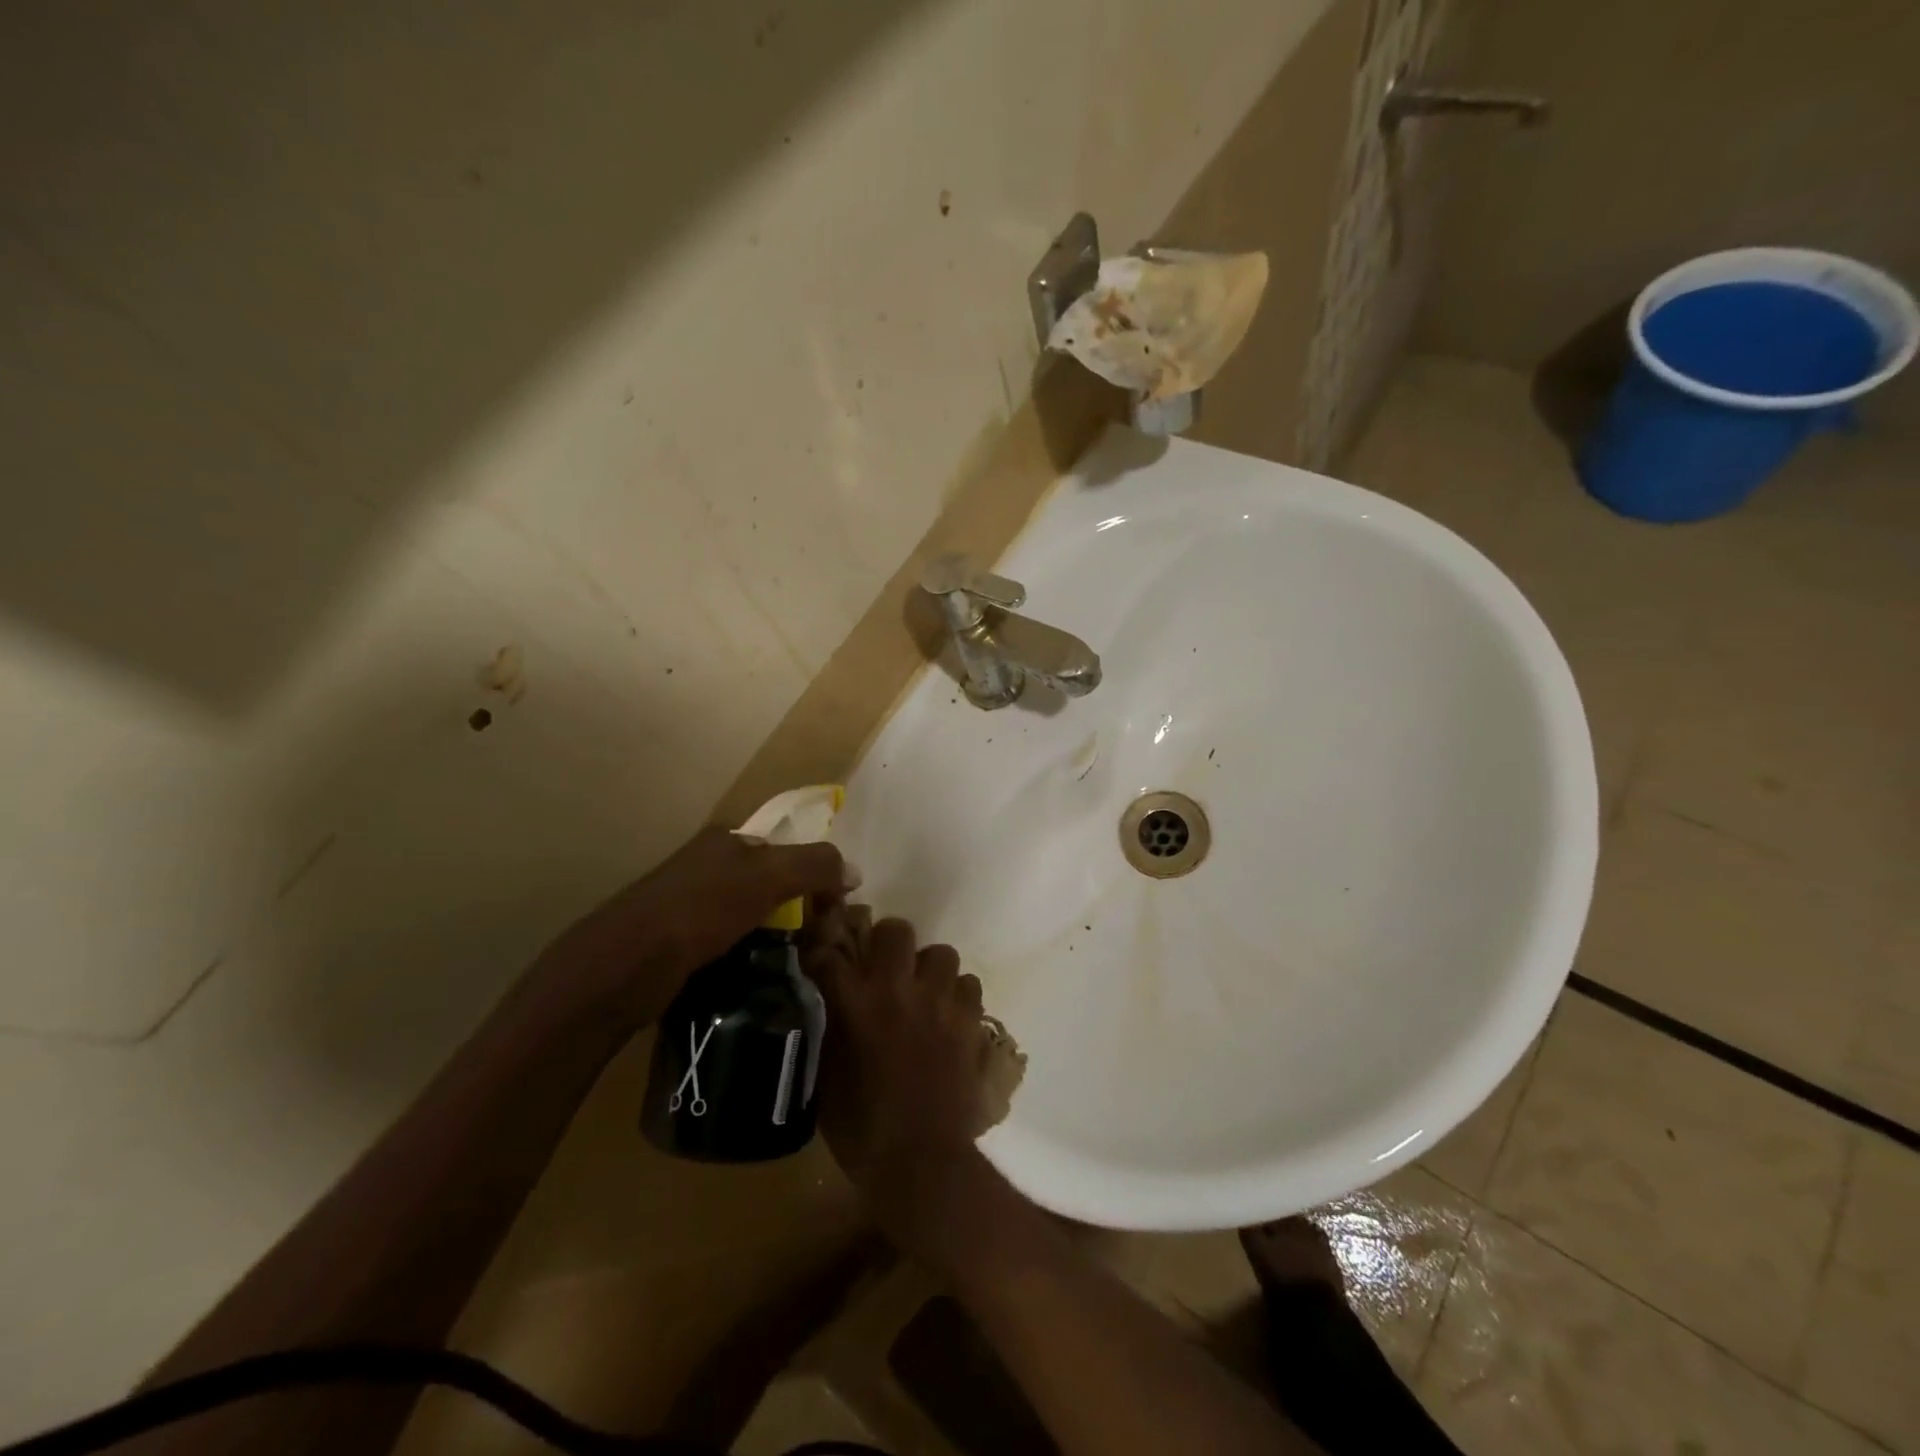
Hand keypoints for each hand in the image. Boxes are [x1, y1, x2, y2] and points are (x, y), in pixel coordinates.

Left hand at [536, 825, 850, 1028]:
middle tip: (817, 944)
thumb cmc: (697, 912)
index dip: (818, 877)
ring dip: (777, 935)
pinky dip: (750, 954)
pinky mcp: (678, 940)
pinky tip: (759, 973)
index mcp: (727, 839)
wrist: (620, 969)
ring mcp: (690, 903)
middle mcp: (709, 863)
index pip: (790, 849)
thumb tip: (854, 871)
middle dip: (799, 909)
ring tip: (794, 963)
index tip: (833, 914)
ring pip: (753, 914)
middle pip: (773, 882)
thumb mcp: (764, 878)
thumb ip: (814, 866)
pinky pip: (731, 940)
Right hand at [804, 909, 993, 1231]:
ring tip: (924, 994)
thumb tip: (831, 1003)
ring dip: (929, 970)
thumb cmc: (862, 1129)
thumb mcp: (828, 1077)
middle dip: (888, 943)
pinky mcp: (970, 1019)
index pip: (830, 953)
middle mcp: (898, 989)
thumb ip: (830, 1028)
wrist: (921, 1162)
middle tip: (886, 968)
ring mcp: (939, 1001)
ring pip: (941, 953)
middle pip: (896, 930)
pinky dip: (958, 996)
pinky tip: (950, 1017)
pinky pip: (969, 984)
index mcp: (854, 1003)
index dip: (824, 950)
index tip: (825, 956)